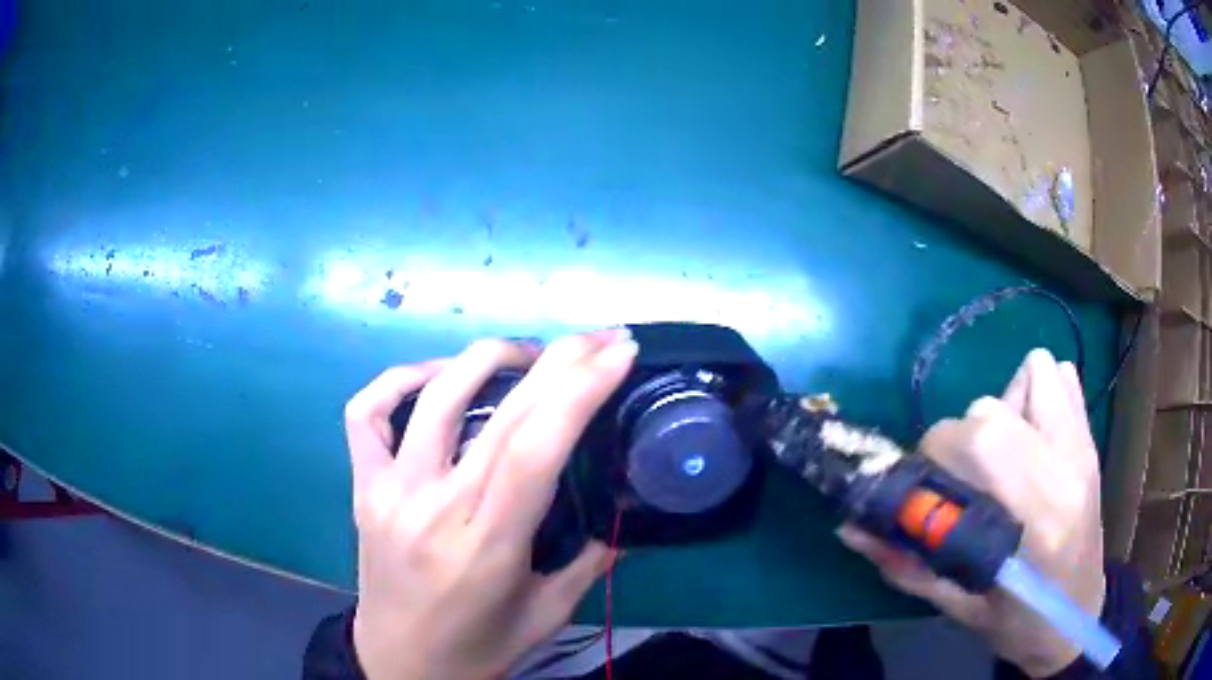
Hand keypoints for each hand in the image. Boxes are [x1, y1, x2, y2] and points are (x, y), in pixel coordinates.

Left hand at [344, 330, 637, 679]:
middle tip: (599, 338)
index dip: (580, 391)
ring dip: (488, 358)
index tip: (618, 354)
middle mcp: (434, 508)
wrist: (398, 666)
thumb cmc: (478, 648)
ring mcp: (389, 491)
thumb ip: (590, 561)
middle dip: (560, 360)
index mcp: (486, 546)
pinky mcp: (363, 486)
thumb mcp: (547, 615)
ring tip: (530, 353)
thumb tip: (625, 511)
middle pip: (500, 414)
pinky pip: (366, 412)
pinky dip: (400, 378)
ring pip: (435, 396)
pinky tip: (437, 375)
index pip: (536, 449)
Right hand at [837, 349, 1104, 677]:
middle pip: (992, 409)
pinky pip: (1060, 375)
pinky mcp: (1089, 439)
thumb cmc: (1020, 623)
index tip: (925, 493)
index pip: (978, 442)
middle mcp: (1065, 471)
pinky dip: (1035, 391)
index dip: (935, 457)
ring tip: (1001, 455)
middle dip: (958, 441)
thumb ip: (905, 565)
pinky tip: (1029, 435)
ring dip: (1003, 406)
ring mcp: (1082, 448)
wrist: (1078, 617)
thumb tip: (850, 526)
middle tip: (962, 484)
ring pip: (1031, 374)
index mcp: (1037, 522)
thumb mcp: (959, 608)